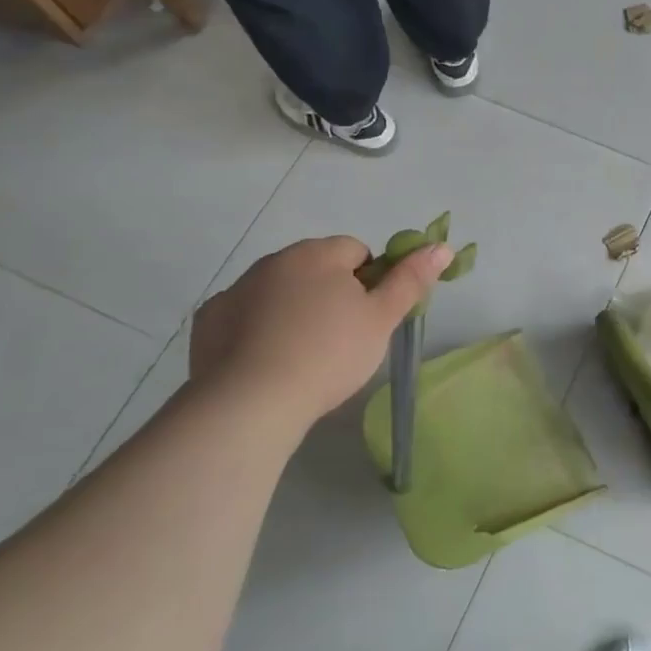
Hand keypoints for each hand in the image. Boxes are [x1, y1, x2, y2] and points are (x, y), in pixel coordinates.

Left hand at [189, 235, 452, 428]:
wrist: (251, 403)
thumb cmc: (329, 355)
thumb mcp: (382, 319)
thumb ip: (411, 280)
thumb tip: (442, 246)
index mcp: (318, 254)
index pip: (356, 251)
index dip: (369, 282)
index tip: (368, 318)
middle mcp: (274, 261)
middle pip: (315, 268)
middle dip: (330, 293)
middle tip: (341, 339)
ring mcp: (236, 289)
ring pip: (279, 290)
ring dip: (293, 309)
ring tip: (302, 355)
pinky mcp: (208, 321)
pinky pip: (243, 315)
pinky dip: (256, 329)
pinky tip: (265, 361)